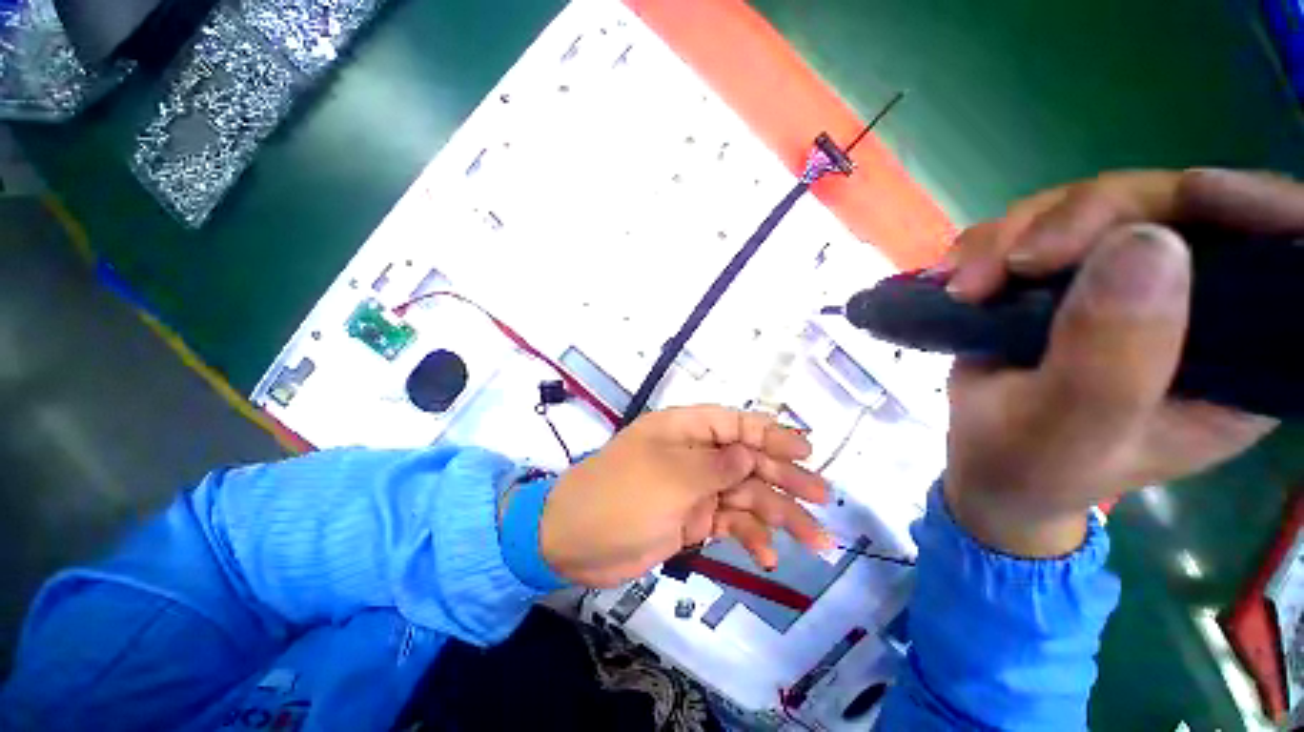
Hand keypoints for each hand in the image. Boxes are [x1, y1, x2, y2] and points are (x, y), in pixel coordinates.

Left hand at [538, 406, 831, 586]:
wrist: (574, 542)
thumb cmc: (621, 496)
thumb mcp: (672, 476)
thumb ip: (717, 465)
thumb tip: (751, 454)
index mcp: (686, 431)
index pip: (737, 424)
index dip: (773, 435)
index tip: (806, 452)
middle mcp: (694, 455)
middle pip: (748, 461)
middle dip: (785, 478)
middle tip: (822, 498)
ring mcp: (695, 488)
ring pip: (745, 496)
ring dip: (779, 516)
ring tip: (816, 541)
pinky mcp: (693, 519)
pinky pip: (730, 523)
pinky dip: (750, 537)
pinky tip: (768, 557)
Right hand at [940, 169, 1288, 555]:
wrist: (984, 462)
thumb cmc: (1034, 465)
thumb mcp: (1070, 431)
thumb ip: (1113, 359)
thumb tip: (1146, 243)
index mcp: (1241, 357)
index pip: (1287, 255)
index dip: (1258, 207)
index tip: (1197, 195)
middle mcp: (1199, 304)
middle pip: (1174, 205)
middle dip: (1086, 219)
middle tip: (1014, 264)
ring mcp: (1129, 282)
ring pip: (1095, 203)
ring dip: (1018, 234)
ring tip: (967, 287)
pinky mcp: (1070, 275)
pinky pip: (1038, 222)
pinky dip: (989, 243)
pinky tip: (960, 280)